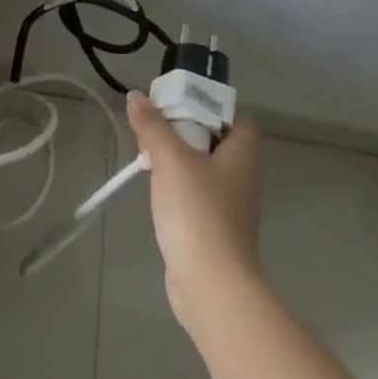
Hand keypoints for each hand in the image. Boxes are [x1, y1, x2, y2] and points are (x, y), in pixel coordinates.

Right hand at [126, 93, 262, 330]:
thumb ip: (153, 126)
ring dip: (177, 158)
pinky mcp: (212, 230)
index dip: (213, 106)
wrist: (211, 282)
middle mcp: (240, 179)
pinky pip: (195, 195)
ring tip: (147, 155)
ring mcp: (228, 207)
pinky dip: (175, 186)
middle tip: (154, 126)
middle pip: (216, 142)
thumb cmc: (197, 212)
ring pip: (203, 169)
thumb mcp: (170, 159)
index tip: (179, 101)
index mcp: (240, 157)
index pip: (238, 120)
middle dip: (185, 130)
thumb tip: (137, 96)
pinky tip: (154, 189)